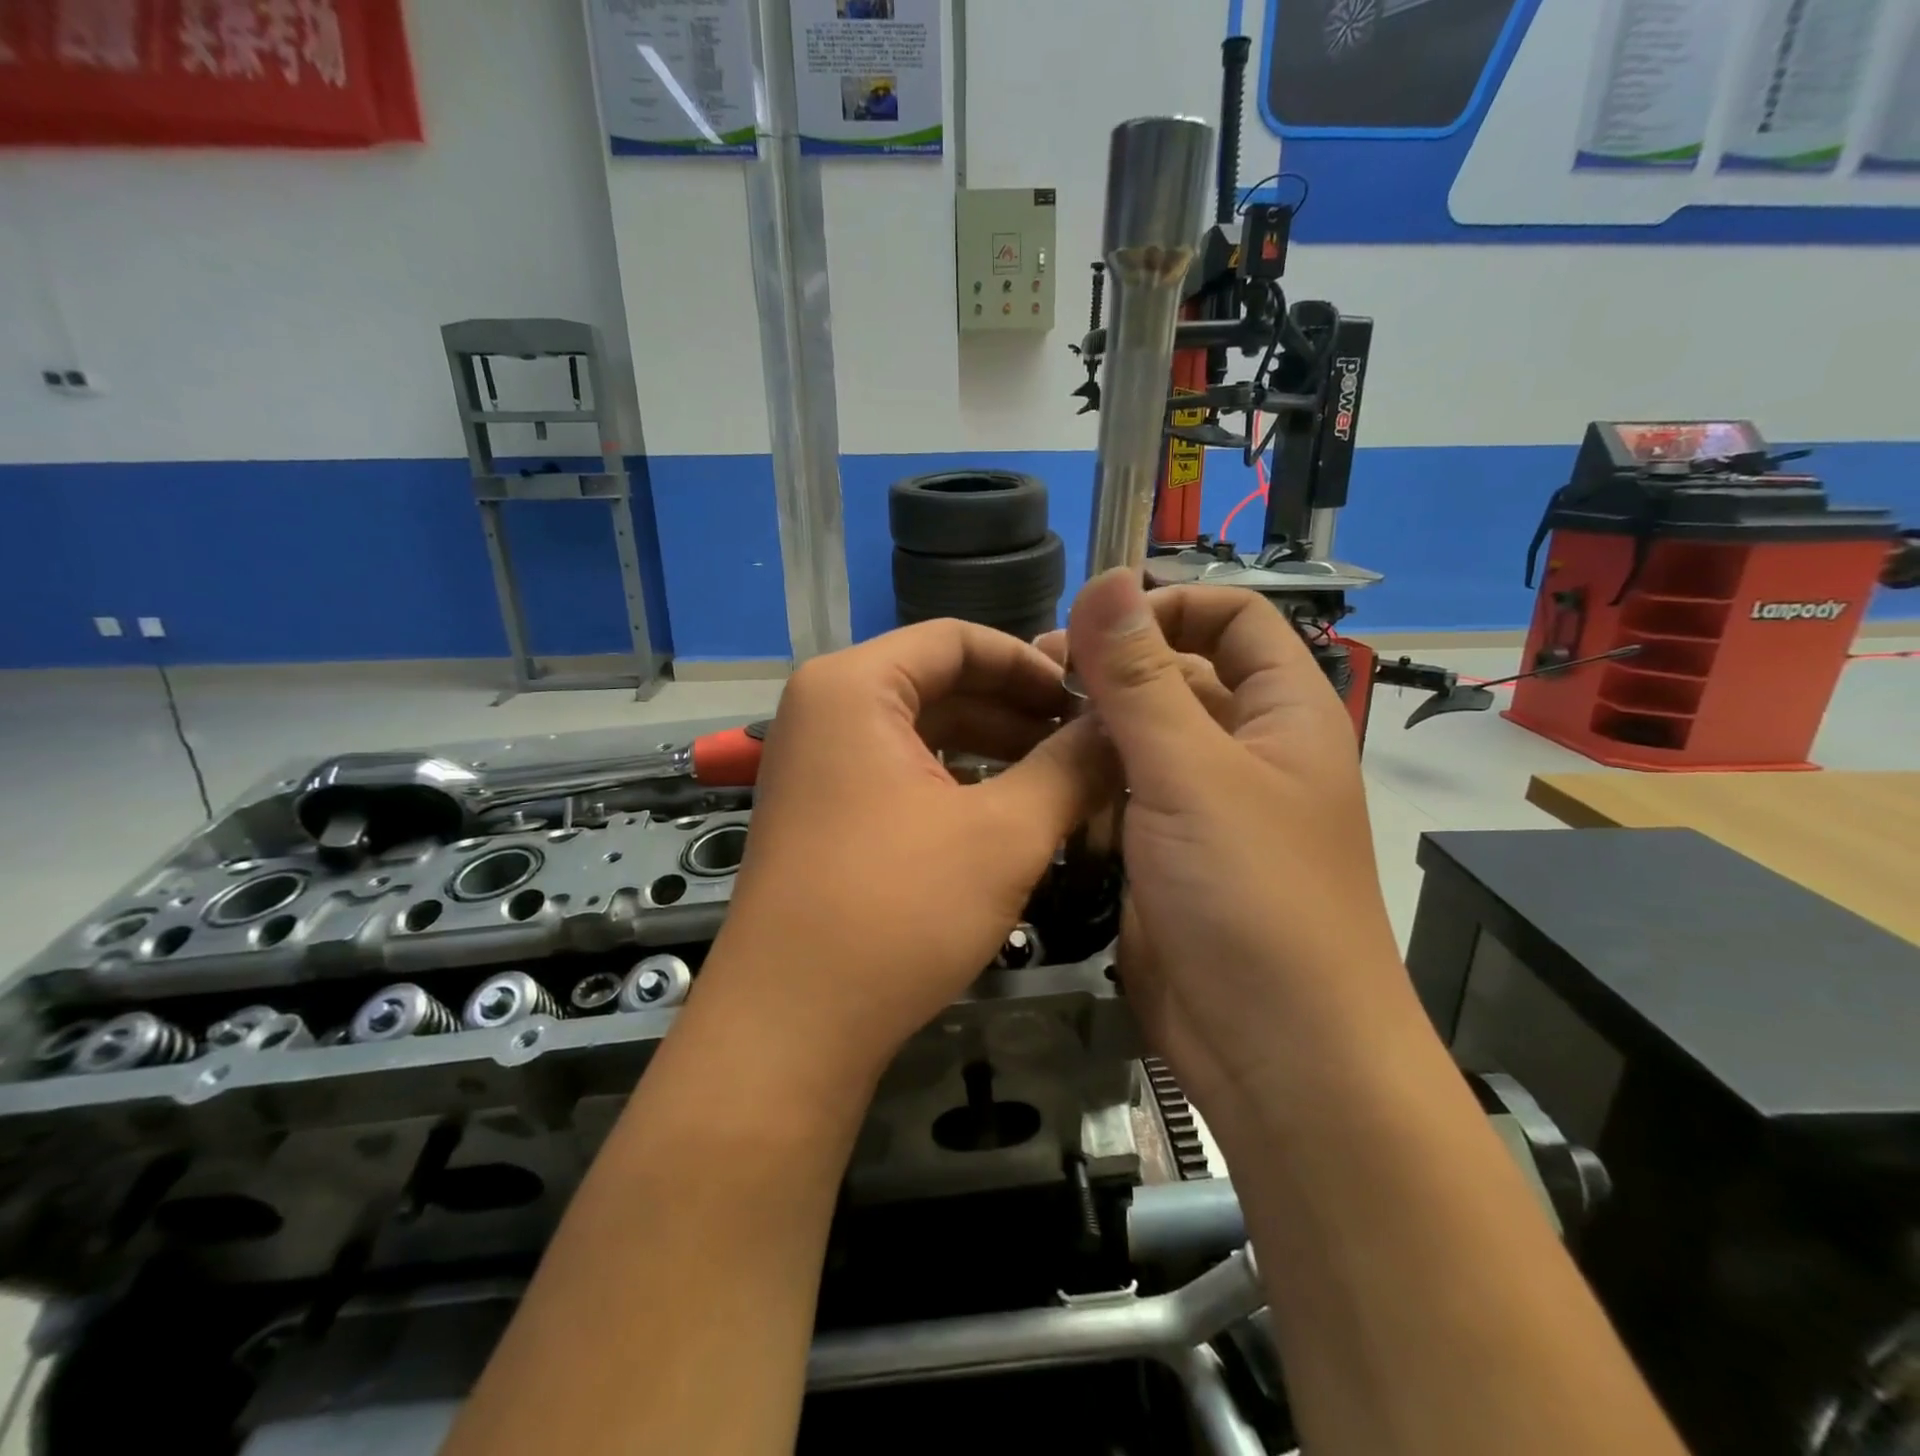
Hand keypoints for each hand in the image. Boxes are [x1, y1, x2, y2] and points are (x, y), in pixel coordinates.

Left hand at [693, 620, 1108, 1084]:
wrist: (790, 1027)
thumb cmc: (896, 912)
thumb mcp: (1003, 834)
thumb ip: (1070, 769)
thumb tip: (1122, 731)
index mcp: (854, 686)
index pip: (957, 639)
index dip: (1031, 664)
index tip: (1089, 700)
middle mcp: (825, 709)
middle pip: (939, 683)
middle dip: (1016, 711)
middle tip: (1086, 744)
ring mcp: (818, 763)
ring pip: (922, 732)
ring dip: (992, 750)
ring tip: (1061, 779)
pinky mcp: (823, 811)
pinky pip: (900, 772)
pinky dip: (956, 783)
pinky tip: (1006, 813)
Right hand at [1039, 569, 1402, 1116]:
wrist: (1274, 1053)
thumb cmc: (1252, 897)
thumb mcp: (1190, 773)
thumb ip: (1141, 677)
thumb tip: (1108, 578)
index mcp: (1281, 713)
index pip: (1232, 619)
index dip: (1168, 608)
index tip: (1094, 628)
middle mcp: (1245, 751)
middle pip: (1176, 677)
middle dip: (1111, 671)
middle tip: (1035, 678)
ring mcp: (1202, 808)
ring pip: (1138, 740)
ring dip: (1089, 732)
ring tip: (1024, 733)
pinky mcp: (1164, 855)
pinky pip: (1119, 798)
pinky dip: (1084, 788)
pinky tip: (1041, 789)